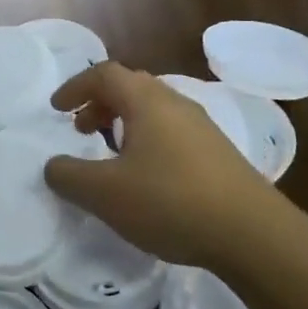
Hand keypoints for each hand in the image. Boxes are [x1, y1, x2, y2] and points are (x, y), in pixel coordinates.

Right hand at [44, 62, 287, 269]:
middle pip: (130, 87)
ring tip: (111, 155)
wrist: (254, 234)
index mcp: (146, 101)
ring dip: (124, 123)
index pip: (104, 74)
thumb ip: (70, 176)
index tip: (57, 109)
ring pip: (153, 110)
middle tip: (81, 130)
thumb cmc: (171, 201)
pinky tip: (148, 177)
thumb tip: (53, 165)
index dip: (76, 86)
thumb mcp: (106, 193)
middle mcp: (175, 103)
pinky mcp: (218, 153)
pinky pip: (172, 131)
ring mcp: (202, 127)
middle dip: (100, 103)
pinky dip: (147, 140)